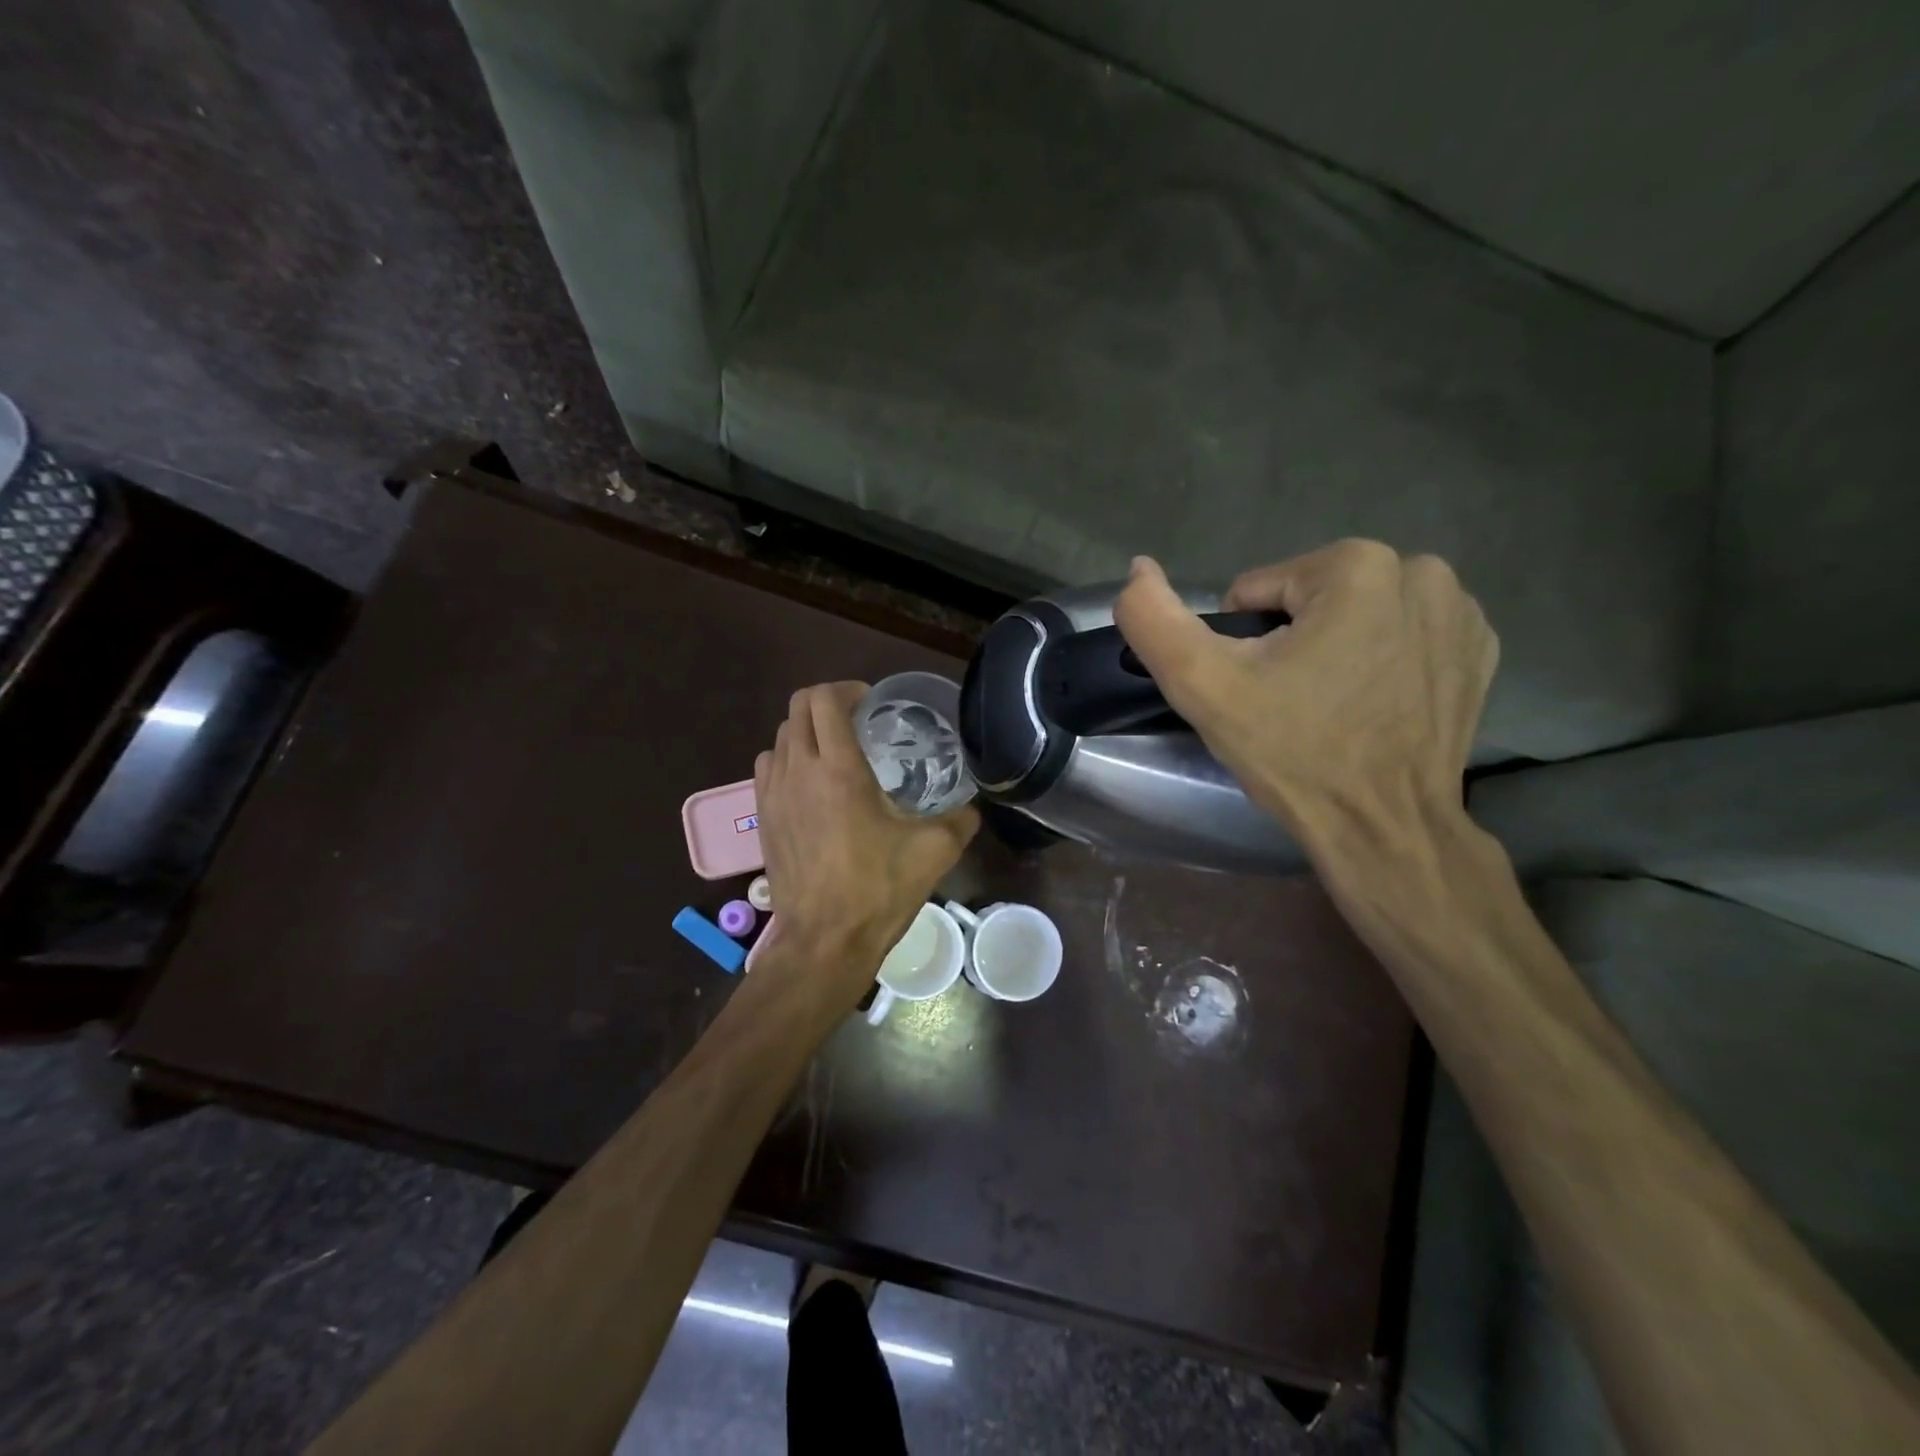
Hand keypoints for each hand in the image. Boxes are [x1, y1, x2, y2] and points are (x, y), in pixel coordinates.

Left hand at [753, 682, 979, 998]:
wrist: (825, 941)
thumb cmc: (878, 889)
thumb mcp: (934, 851)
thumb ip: (960, 819)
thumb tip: (974, 805)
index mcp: (838, 768)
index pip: (824, 699)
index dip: (846, 689)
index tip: (871, 704)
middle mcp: (798, 771)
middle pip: (797, 709)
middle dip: (827, 703)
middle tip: (857, 722)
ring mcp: (773, 794)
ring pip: (780, 737)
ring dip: (806, 732)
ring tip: (834, 752)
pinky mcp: (761, 818)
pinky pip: (768, 768)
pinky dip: (788, 760)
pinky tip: (811, 786)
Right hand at [1111, 543, 1497, 845]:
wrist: (1383, 829)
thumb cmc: (1293, 752)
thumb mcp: (1203, 685)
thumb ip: (1154, 619)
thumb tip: (1138, 568)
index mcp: (1355, 566)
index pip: (1257, 592)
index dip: (1242, 645)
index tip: (1258, 691)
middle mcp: (1421, 571)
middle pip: (1309, 599)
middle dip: (1290, 643)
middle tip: (1289, 704)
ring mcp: (1461, 612)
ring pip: (1355, 615)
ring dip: (1334, 649)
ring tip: (1331, 708)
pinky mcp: (1479, 651)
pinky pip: (1401, 637)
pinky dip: (1380, 663)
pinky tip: (1372, 707)